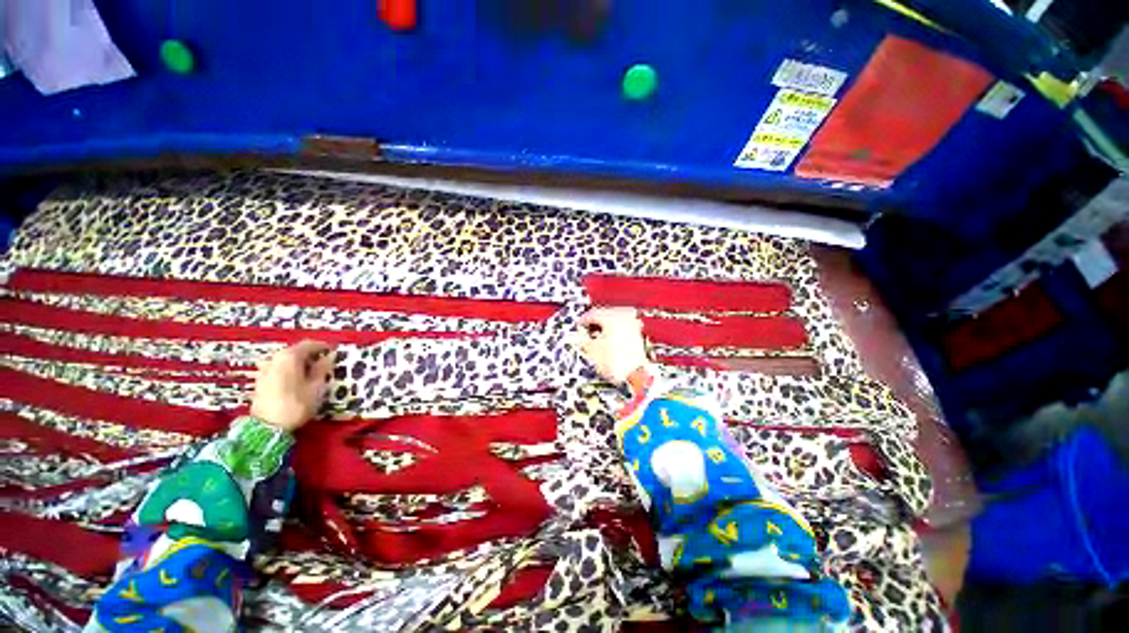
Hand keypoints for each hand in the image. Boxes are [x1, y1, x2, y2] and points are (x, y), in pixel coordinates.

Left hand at [250, 340, 335, 431]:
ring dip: (301, 363)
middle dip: (312, 355)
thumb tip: (330, 356)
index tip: (335, 352)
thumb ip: (323, 368)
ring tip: (313, 373)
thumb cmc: (296, 404)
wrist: (267, 427)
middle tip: (326, 363)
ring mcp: (265, 369)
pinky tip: (298, 380)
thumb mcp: (316, 386)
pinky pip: (279, 368)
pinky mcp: (261, 380)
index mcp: (290, 356)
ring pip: (287, 360)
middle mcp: (275, 358)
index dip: (324, 347)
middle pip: (297, 351)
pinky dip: (291, 370)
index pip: (310, 344)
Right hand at [576, 307, 653, 384]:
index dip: (582, 320)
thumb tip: (578, 336)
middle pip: (604, 314)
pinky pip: (622, 326)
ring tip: (596, 336)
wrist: (635, 377)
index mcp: (612, 317)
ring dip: (604, 325)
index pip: (592, 313)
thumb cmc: (616, 364)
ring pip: (614, 319)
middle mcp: (624, 317)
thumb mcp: (592, 350)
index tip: (578, 326)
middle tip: (585, 330)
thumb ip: (582, 339)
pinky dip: (613, 330)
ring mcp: (632, 325)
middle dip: (594, 322)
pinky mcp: (637, 334)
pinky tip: (608, 339)